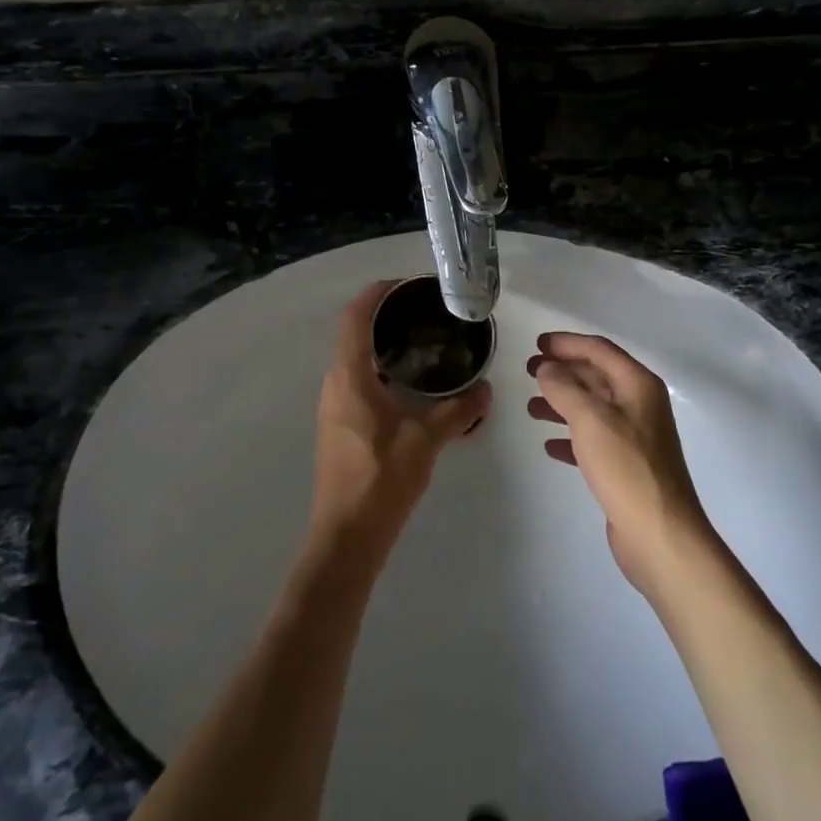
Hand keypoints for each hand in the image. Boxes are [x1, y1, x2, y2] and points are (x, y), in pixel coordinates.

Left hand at [311, 281, 491, 572]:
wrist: (347, 535)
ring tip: (423, 342)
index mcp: (350, 376)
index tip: (407, 285)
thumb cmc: (381, 479)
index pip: (355, 316)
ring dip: (382, 344)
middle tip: (424, 312)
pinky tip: (410, 384)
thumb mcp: (427, 441)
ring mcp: (333, 405)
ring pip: (355, 358)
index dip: (376, 293)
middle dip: (385, 316)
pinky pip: (357, 379)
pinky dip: (380, 368)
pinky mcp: (339, 424)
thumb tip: (486, 389)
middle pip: (354, 332)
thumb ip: (458, 411)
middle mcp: (335, 383)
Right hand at [527, 332, 714, 594]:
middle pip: (597, 376)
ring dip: (562, 403)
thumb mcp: (590, 419)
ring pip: (592, 408)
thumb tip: (546, 368)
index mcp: (638, 385)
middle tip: (528, 370)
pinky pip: (593, 440)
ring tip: (531, 407)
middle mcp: (640, 405)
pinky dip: (571, 436)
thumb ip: (564, 388)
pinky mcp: (627, 466)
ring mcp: (635, 436)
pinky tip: (550, 445)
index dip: (567, 343)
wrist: (660, 534)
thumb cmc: (626, 467)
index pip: (599, 350)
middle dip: (563, 371)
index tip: (537, 343)